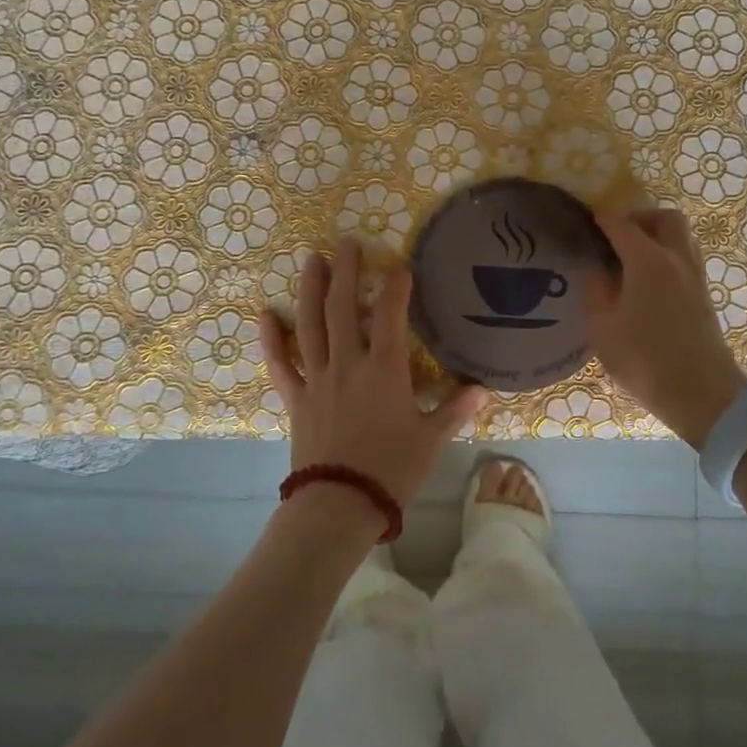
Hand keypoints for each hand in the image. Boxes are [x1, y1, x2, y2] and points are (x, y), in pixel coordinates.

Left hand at [258, 237, 486, 508]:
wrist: (339, 505)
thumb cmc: (391, 470)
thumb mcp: (431, 439)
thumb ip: (455, 409)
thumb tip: (482, 388)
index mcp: (384, 369)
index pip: (389, 314)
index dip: (395, 285)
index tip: (399, 264)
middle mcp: (348, 363)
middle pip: (342, 307)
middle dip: (345, 271)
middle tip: (345, 242)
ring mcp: (317, 378)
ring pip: (310, 324)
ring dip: (310, 289)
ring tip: (312, 260)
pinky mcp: (296, 398)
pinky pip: (281, 363)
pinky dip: (272, 339)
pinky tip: (265, 314)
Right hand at [584, 209, 746, 446]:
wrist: (702, 395)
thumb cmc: (644, 360)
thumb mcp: (602, 328)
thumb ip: (595, 291)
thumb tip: (597, 270)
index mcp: (648, 261)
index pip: (622, 225)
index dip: (602, 219)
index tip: (586, 219)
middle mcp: (676, 259)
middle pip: (664, 219)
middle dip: (639, 219)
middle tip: (616, 237)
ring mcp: (695, 276)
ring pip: (681, 237)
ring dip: (657, 236)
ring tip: (630, 259)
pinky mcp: (704, 295)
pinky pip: (685, 258)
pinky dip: (667, 255)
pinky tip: (646, 281)